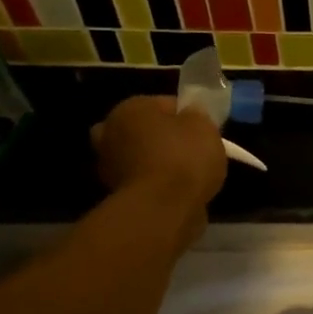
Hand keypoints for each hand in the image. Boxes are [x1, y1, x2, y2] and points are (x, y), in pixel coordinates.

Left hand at [91, 96, 227, 240]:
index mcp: (131, 108)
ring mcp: (108, 165)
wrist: (162, 209)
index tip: (203, 131)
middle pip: (145, 130)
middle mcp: (110, 132)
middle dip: (162, 138)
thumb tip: (190, 114)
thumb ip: (197, 115)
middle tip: (189, 151)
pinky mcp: (114, 194)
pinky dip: (155, 185)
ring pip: (140, 157)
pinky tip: (176, 192)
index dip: (188, 116)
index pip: (166, 104)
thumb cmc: (184, 158)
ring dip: (156, 163)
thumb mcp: (205, 127)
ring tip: (187, 176)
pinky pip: (142, 182)